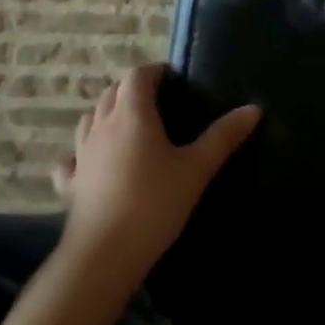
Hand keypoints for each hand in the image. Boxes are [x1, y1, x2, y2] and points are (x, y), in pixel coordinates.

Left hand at [50, 63, 259, 290]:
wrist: (106, 252)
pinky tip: (93, 162)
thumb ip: (224, 136)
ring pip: (89, 119)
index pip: (137, 76)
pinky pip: (73, 157)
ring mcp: (81, 154)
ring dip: (108, 112)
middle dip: (132, 88)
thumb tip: (254, 108)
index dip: (154, 72)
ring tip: (131, 125)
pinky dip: (84, 151)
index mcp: (132, 115)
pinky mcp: (70, 182)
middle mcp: (102, 126)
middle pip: (111, 92)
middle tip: (159, 100)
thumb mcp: (197, 168)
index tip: (174, 79)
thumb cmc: (156, 202)